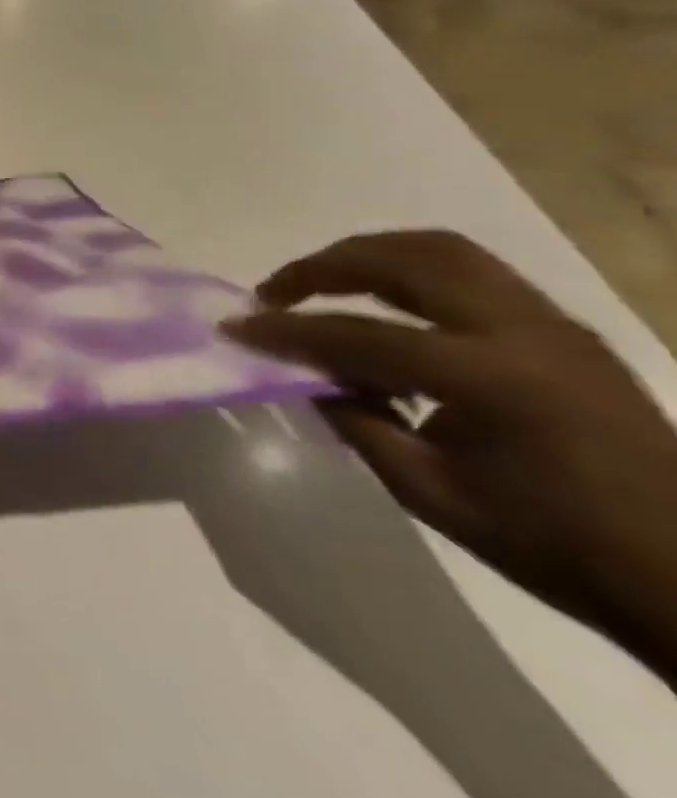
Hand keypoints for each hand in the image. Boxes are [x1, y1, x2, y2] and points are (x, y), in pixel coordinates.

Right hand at [224, 231, 676, 683]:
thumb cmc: (554, 547)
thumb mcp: (429, 492)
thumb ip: (356, 420)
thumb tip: (305, 374)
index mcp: (491, 380)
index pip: (358, 334)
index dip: (286, 331)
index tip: (235, 326)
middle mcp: (523, 331)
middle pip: (400, 260)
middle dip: (323, 266)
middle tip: (277, 291)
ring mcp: (552, 323)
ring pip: (439, 250)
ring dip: (367, 256)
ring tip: (323, 284)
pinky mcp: (564, 328)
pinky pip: (471, 271)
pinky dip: (410, 270)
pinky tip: (386, 304)